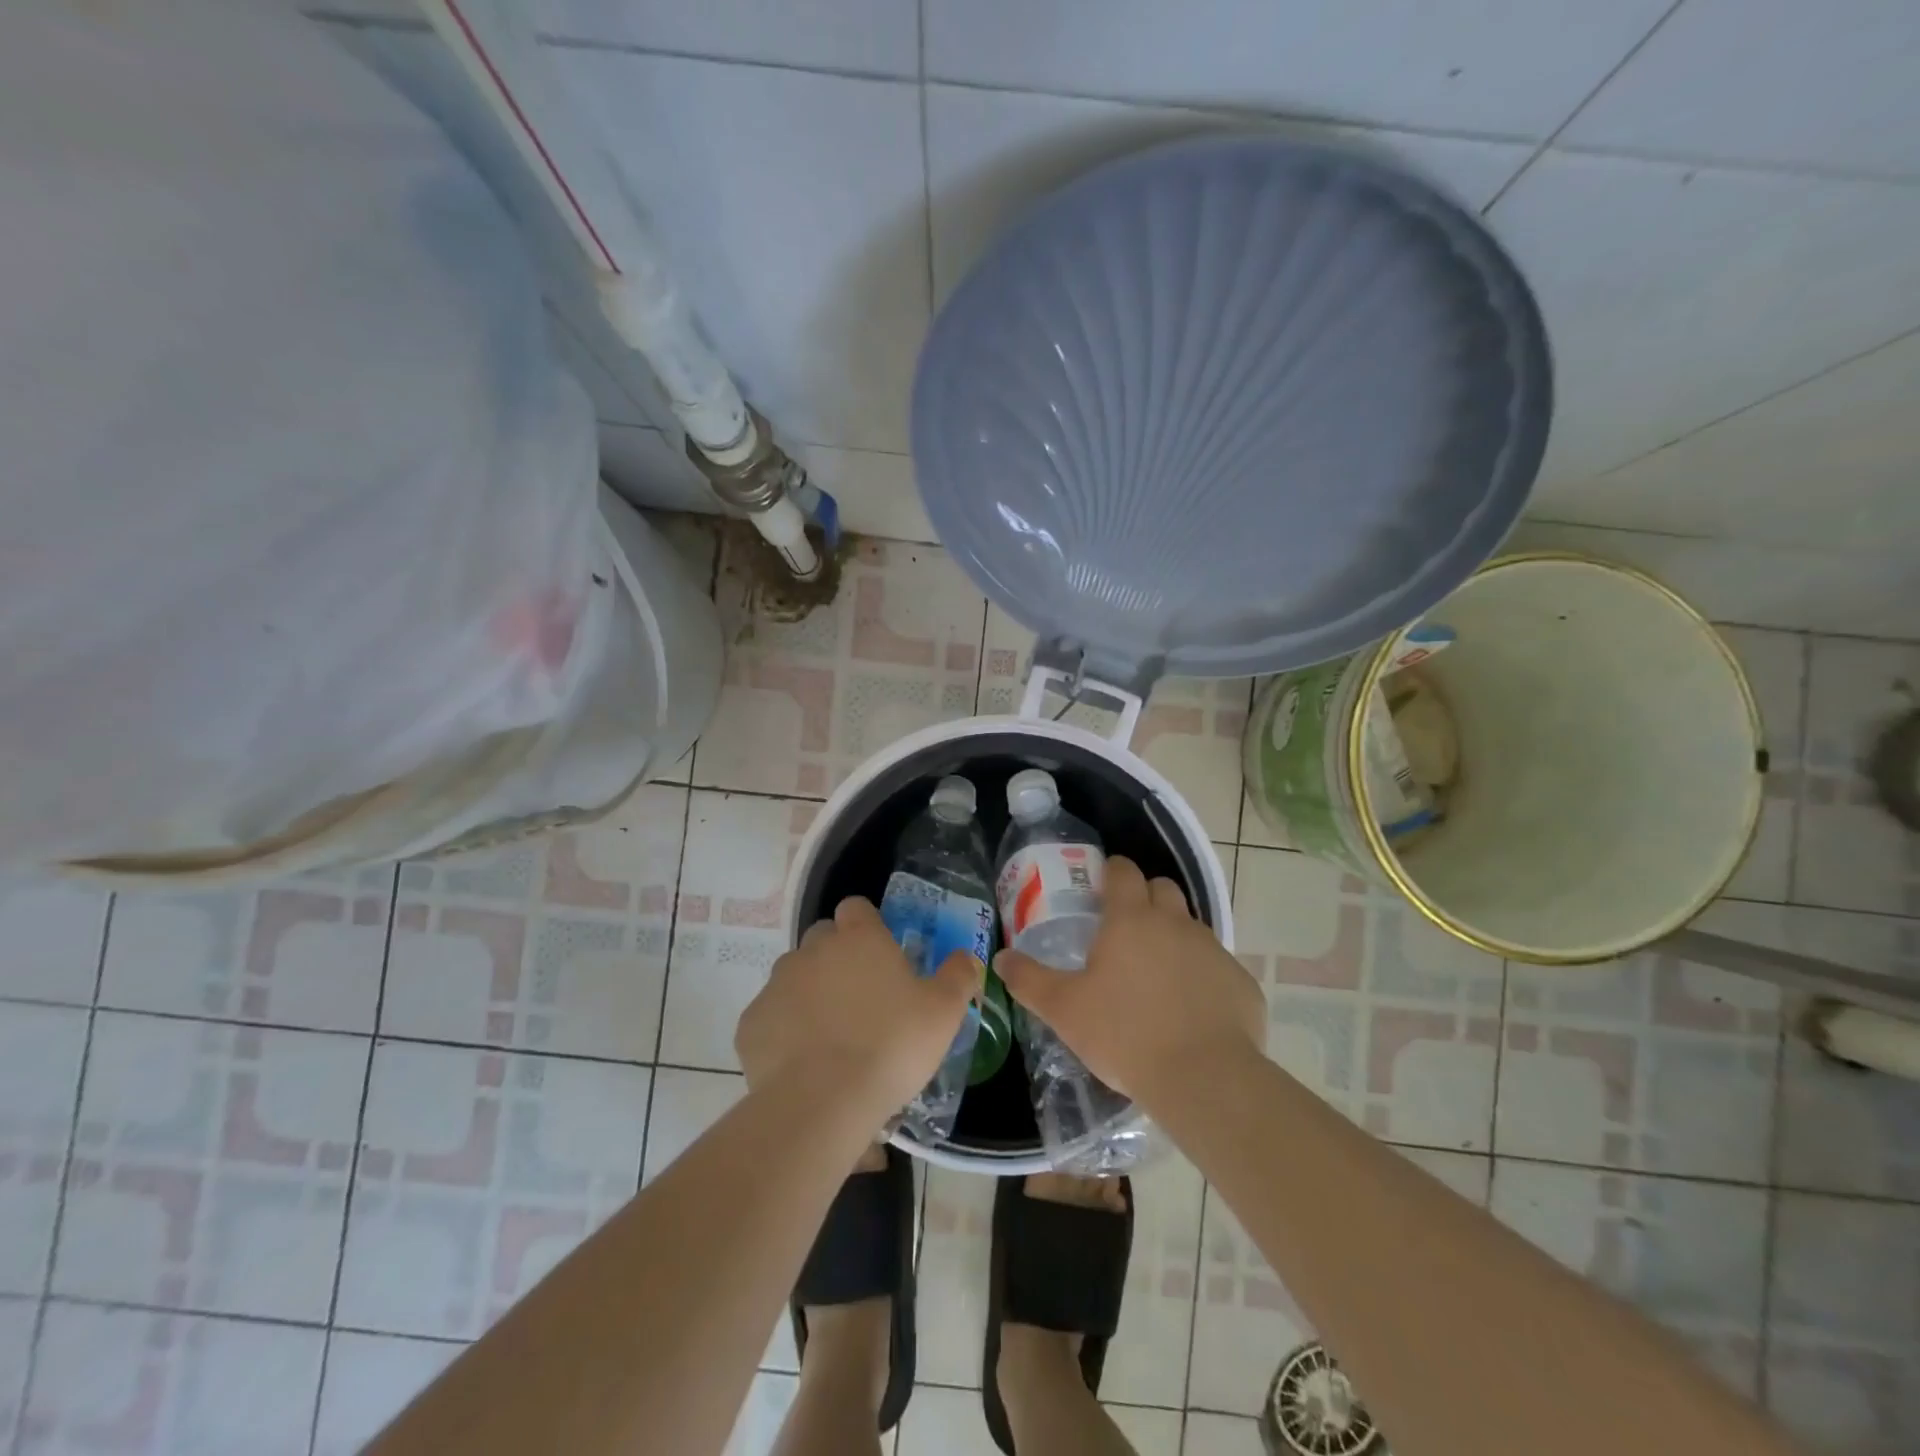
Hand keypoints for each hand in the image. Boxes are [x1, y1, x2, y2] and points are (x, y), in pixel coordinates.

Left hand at [736, 896, 976, 1122]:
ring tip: (830, 1035)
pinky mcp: (751, 1022)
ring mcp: (777, 984)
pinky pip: (770, 1016)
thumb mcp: (944, 1012)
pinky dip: (784, 1030)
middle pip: (822, 938)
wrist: (823, 1102)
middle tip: (860, 998)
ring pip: (794, 976)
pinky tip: (802, 1061)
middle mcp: (813, 949)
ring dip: (810, 993)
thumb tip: (967, 957)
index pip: (856, 908)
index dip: (866, 925)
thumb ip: (958, 976)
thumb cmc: (892, 1046)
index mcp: (859, 939)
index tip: (880, 954)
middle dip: (837, 957)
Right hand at [994, 856, 1264, 1105]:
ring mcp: (1213, 951)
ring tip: (1156, 976)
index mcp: (1131, 920)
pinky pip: (1217, 967)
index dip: (1112, 871)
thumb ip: (1029, 980)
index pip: (1124, 871)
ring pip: (1191, 927)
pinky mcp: (1240, 982)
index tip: (1101, 885)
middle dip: (1145, 897)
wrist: (1205, 1079)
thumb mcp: (1064, 1010)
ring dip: (1173, 938)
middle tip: (1126, 930)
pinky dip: (1202, 977)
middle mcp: (1176, 923)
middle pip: (1162, 889)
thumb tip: (1000, 958)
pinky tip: (1191, 1011)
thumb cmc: (1125, 1034)